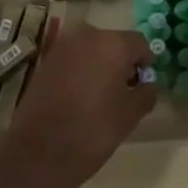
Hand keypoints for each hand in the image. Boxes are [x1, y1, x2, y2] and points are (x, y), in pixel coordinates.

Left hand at [0, 22, 155, 187]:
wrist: (40, 152)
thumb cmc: (93, 131)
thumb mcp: (130, 115)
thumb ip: (146, 93)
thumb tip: (148, 84)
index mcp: (113, 44)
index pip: (139, 43)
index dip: (145, 63)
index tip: (144, 84)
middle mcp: (88, 35)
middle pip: (114, 42)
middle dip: (122, 62)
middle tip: (124, 90)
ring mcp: (63, 45)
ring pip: (92, 49)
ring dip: (100, 64)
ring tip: (101, 95)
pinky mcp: (46, 60)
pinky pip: (73, 58)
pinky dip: (81, 70)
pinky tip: (80, 95)